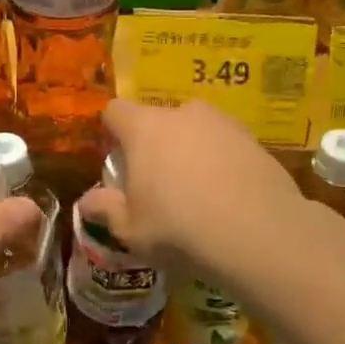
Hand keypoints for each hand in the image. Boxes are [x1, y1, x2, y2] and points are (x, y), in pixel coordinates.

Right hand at [80, 99, 302, 276]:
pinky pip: (226, 145)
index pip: (115, 111)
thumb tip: (87, 202)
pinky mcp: (254, 139)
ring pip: (195, 131)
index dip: (111, 132)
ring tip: (197, 192)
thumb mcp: (131, 229)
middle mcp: (183, 114)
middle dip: (154, 145)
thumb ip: (106, 209)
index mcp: (144, 128)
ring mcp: (223, 123)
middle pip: (158, 120)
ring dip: (190, 152)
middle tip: (158, 184)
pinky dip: (222, 162)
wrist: (257, 232)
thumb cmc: (178, 227)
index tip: (116, 160)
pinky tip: (227, 197)